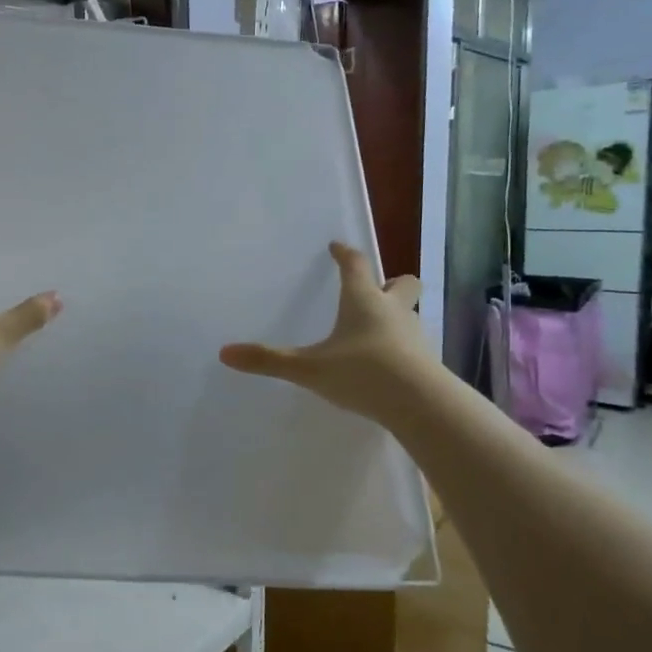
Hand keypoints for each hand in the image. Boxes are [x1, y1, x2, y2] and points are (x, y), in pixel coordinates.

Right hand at [220, 242, 428, 425]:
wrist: (420, 404)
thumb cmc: (362, 373)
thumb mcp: (309, 368)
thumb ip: (268, 360)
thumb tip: (224, 353)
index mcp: (363, 301)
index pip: (356, 265)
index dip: (345, 255)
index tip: (337, 247)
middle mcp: (393, 310)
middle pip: (402, 283)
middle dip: (389, 282)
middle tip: (374, 289)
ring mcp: (414, 335)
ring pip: (410, 314)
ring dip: (396, 315)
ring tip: (376, 331)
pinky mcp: (427, 361)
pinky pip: (414, 343)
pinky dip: (401, 346)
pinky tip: (387, 363)